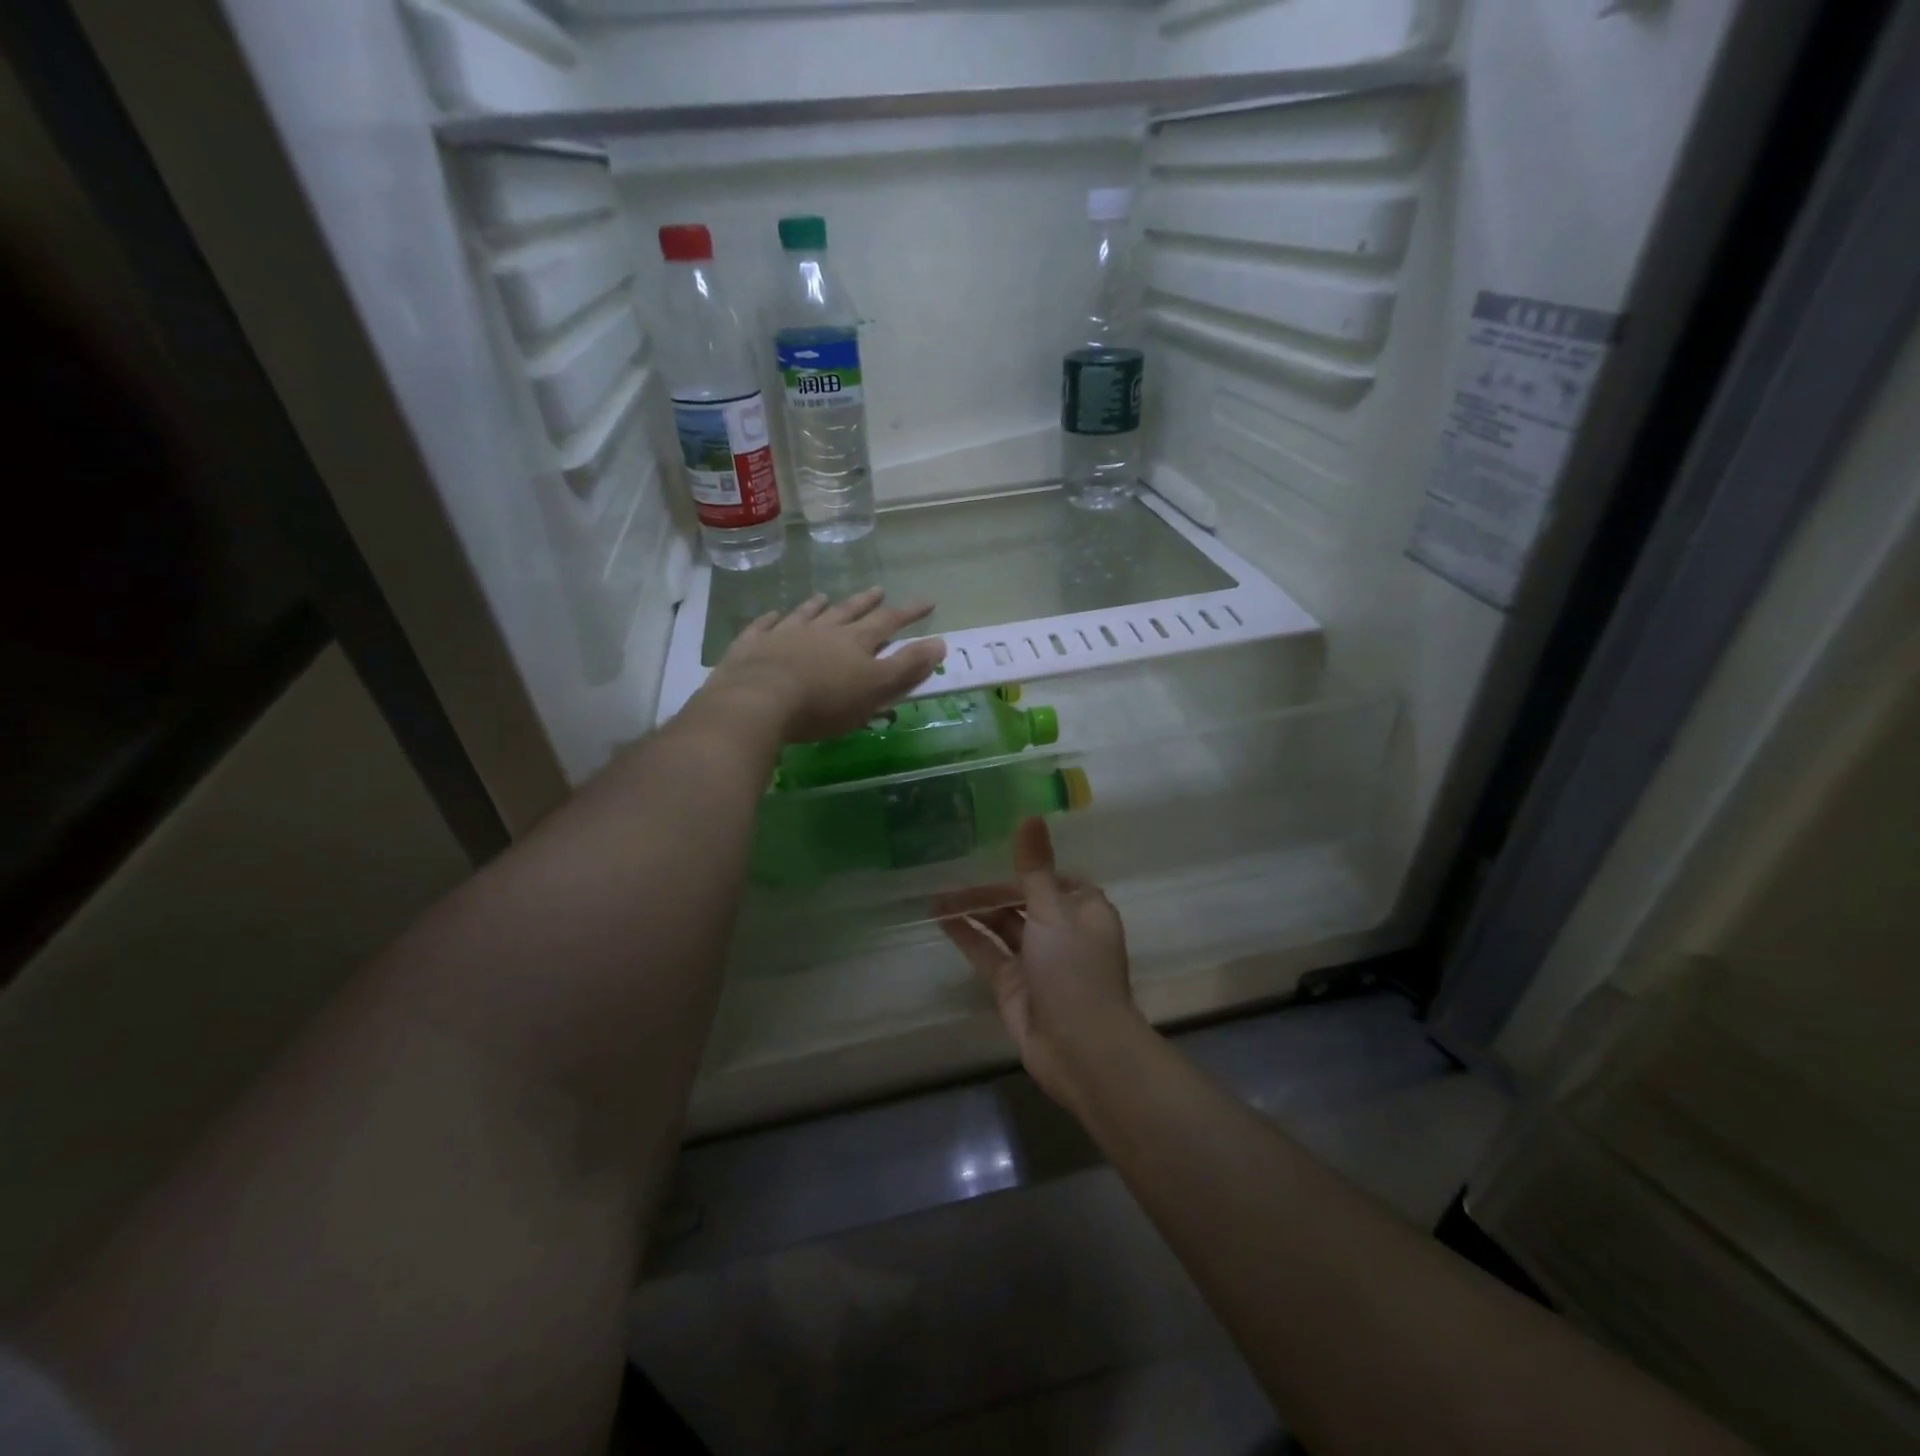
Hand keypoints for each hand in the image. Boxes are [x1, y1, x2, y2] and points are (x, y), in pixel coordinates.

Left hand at [701, 588, 946, 745]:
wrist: (759, 700)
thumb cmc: (825, 702)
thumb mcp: (875, 688)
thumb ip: (906, 667)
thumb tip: (939, 644)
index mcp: (854, 642)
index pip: (889, 622)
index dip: (909, 613)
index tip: (927, 602)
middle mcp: (822, 630)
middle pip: (848, 611)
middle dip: (867, 602)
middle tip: (879, 590)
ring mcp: (784, 634)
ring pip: (806, 614)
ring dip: (819, 605)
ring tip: (825, 596)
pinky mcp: (753, 646)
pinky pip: (764, 626)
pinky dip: (771, 619)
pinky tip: (773, 615)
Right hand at [936, 818, 1147, 1113]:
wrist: (1080, 1048)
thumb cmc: (1074, 969)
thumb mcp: (1053, 910)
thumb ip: (1033, 867)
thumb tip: (1030, 814)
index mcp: (1084, 909)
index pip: (1051, 877)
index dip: (1024, 866)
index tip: (991, 848)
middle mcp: (1062, 930)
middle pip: (1022, 900)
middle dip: (990, 889)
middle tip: (949, 873)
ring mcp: (1036, 959)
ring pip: (1002, 925)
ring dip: (975, 910)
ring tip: (937, 895)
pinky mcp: (1014, 984)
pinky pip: (988, 951)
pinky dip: (967, 936)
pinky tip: (941, 919)